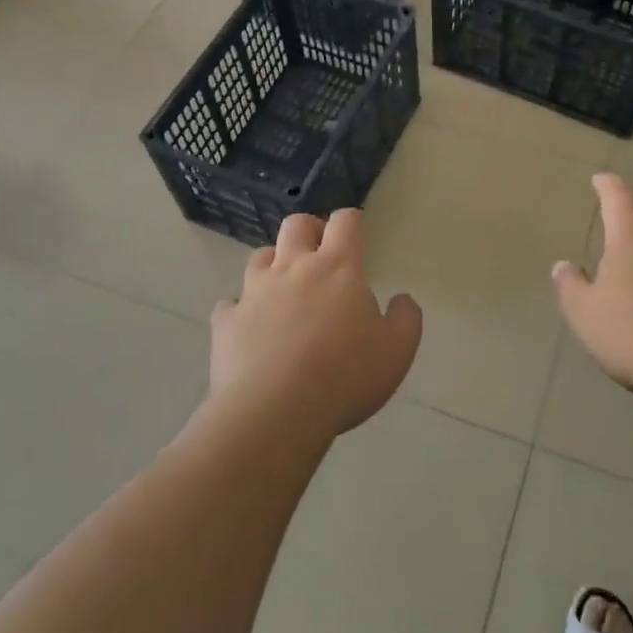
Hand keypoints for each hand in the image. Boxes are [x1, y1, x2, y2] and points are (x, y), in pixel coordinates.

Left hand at [210, 210, 421, 438]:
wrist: (275, 411)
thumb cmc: (345, 377)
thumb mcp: (397, 352)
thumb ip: (405, 319)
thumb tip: (402, 299)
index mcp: (337, 268)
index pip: (345, 222)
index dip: (351, 221)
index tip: (355, 233)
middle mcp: (293, 268)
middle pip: (296, 224)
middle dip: (309, 229)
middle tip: (319, 252)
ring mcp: (255, 292)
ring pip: (259, 257)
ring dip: (273, 264)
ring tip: (284, 288)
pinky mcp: (227, 321)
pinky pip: (231, 304)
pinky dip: (241, 309)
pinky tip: (250, 327)